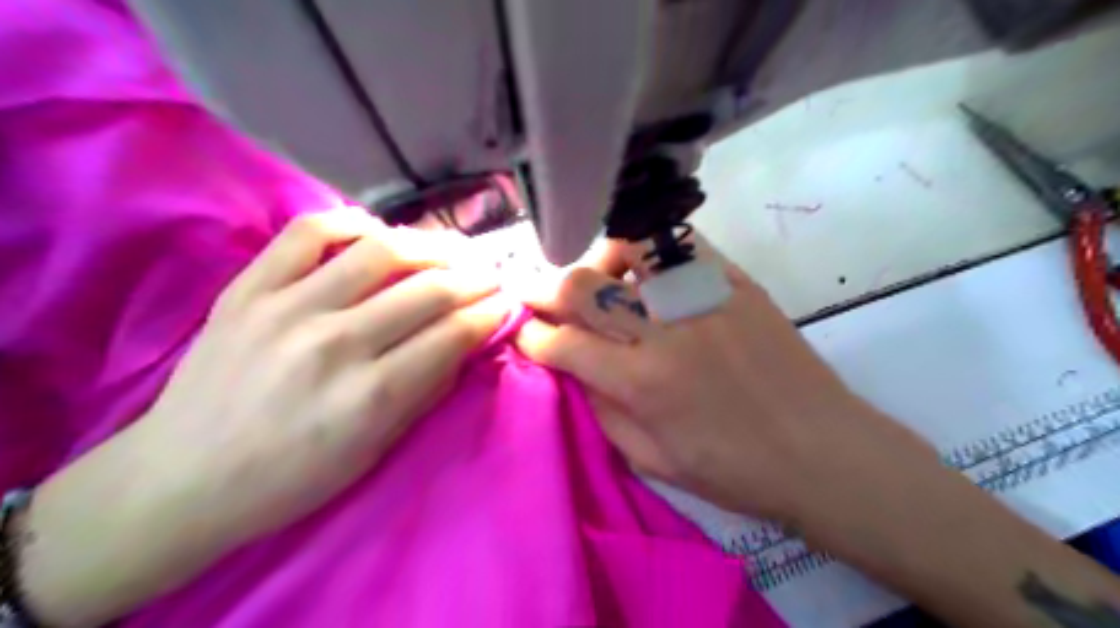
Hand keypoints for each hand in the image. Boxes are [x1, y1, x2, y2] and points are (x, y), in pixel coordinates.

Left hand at [20, 208, 507, 624]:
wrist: (182, 478)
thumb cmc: (292, 478)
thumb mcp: (375, 449)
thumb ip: (426, 390)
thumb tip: (466, 342)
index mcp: (370, 396)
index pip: (453, 334)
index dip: (490, 312)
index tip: (506, 302)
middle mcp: (335, 344)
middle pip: (429, 290)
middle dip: (476, 278)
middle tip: (492, 274)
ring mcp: (287, 308)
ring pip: (381, 252)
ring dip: (433, 246)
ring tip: (454, 250)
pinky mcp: (249, 288)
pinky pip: (309, 233)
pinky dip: (351, 222)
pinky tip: (377, 232)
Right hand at [509, 241, 938, 523]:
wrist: (822, 451)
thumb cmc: (735, 470)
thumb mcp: (653, 461)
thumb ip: (602, 410)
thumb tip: (572, 368)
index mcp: (643, 382)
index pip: (565, 344)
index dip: (533, 336)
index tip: (524, 331)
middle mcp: (667, 330)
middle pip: (584, 286)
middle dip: (543, 288)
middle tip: (532, 292)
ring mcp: (704, 297)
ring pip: (631, 247)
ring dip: (599, 259)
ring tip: (599, 278)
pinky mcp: (736, 282)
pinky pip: (681, 245)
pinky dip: (651, 252)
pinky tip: (648, 273)